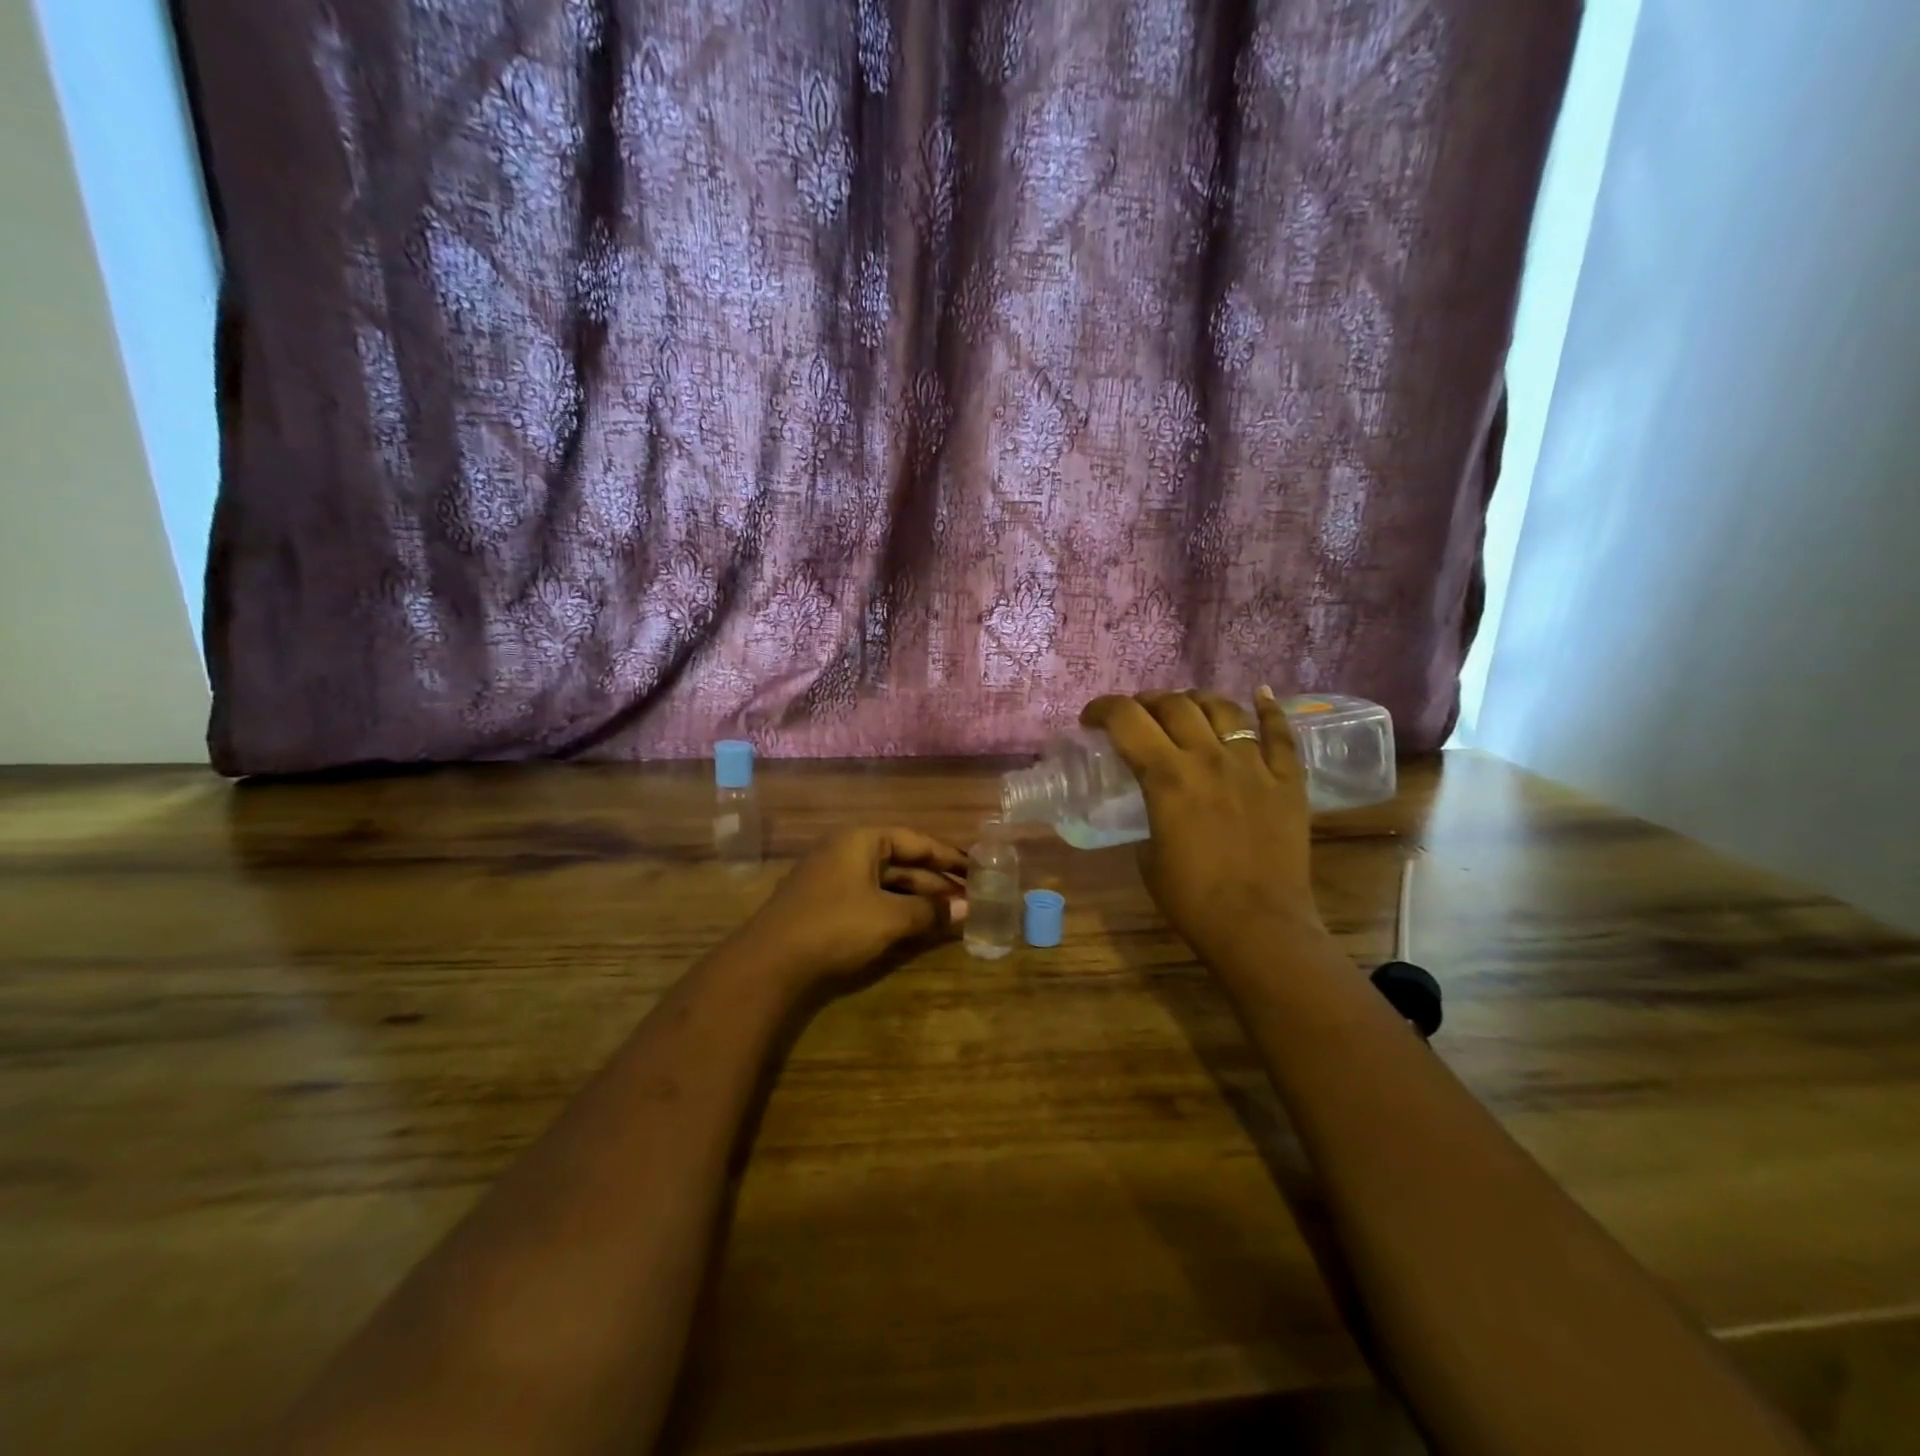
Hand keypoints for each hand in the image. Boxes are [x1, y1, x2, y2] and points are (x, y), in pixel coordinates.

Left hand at [734, 826, 967, 989]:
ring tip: (952, 916)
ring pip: (887, 883)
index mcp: (862, 840)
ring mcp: (834, 878)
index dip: (949, 856)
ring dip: (918, 899)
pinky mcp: (826, 906)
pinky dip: (897, 910)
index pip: (917, 841)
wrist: (768, 964)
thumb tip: (967, 910)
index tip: (979, 870)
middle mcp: (847, 851)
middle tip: (972, 899)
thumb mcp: (888, 918)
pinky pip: (872, 899)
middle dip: (936, 882)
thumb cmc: (834, 927)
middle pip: (903, 862)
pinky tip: (917, 927)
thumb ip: (929, 912)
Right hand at [1080, 687, 1321, 963]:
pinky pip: (1281, 733)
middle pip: (1174, 704)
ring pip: (1224, 708)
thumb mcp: (1147, 856)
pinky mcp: (1288, 780)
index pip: (1126, 719)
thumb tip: (1155, 803)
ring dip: (1197, 699)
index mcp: (1167, 777)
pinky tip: (1260, 694)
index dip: (1103, 709)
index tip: (1091, 719)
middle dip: (1147, 702)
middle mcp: (1209, 758)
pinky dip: (1270, 709)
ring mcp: (1253, 765)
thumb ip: (1149, 815)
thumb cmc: (1192, 899)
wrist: (1259, 927)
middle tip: (1137, 716)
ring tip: (1187, 707)